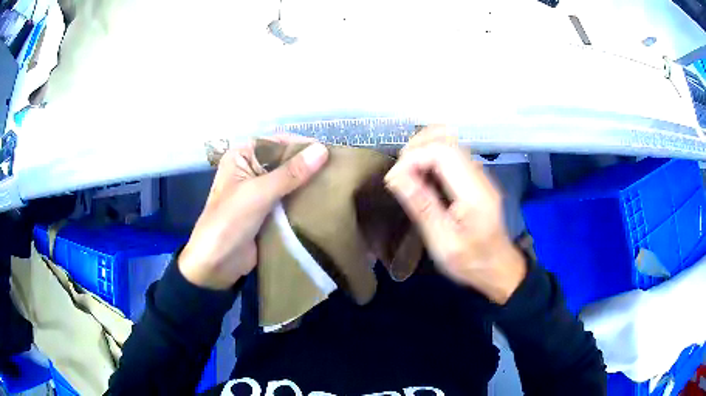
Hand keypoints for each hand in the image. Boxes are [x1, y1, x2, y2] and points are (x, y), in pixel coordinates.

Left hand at [178, 137, 328, 289]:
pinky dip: (304, 200)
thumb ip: (290, 173)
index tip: (330, 152)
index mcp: (242, 156)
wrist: (215, 265)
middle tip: (338, 170)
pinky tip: (324, 202)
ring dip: (308, 184)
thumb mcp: (258, 193)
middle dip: (308, 165)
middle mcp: (250, 170)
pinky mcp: (267, 212)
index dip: (302, 145)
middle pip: (284, 161)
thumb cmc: (229, 222)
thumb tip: (323, 150)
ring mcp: (259, 192)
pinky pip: (289, 200)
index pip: (276, 142)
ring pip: (289, 181)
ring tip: (337, 185)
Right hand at [385, 126, 525, 303]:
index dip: (413, 157)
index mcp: (473, 191)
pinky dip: (430, 155)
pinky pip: (450, 153)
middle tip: (399, 172)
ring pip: (448, 141)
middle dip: (416, 147)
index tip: (394, 179)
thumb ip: (422, 207)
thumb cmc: (470, 261)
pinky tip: (421, 175)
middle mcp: (479, 174)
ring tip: (406, 171)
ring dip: (422, 148)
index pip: (442, 152)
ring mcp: (478, 173)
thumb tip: (396, 176)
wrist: (497, 266)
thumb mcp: (443, 242)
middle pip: (446, 138)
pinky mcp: (474, 177)